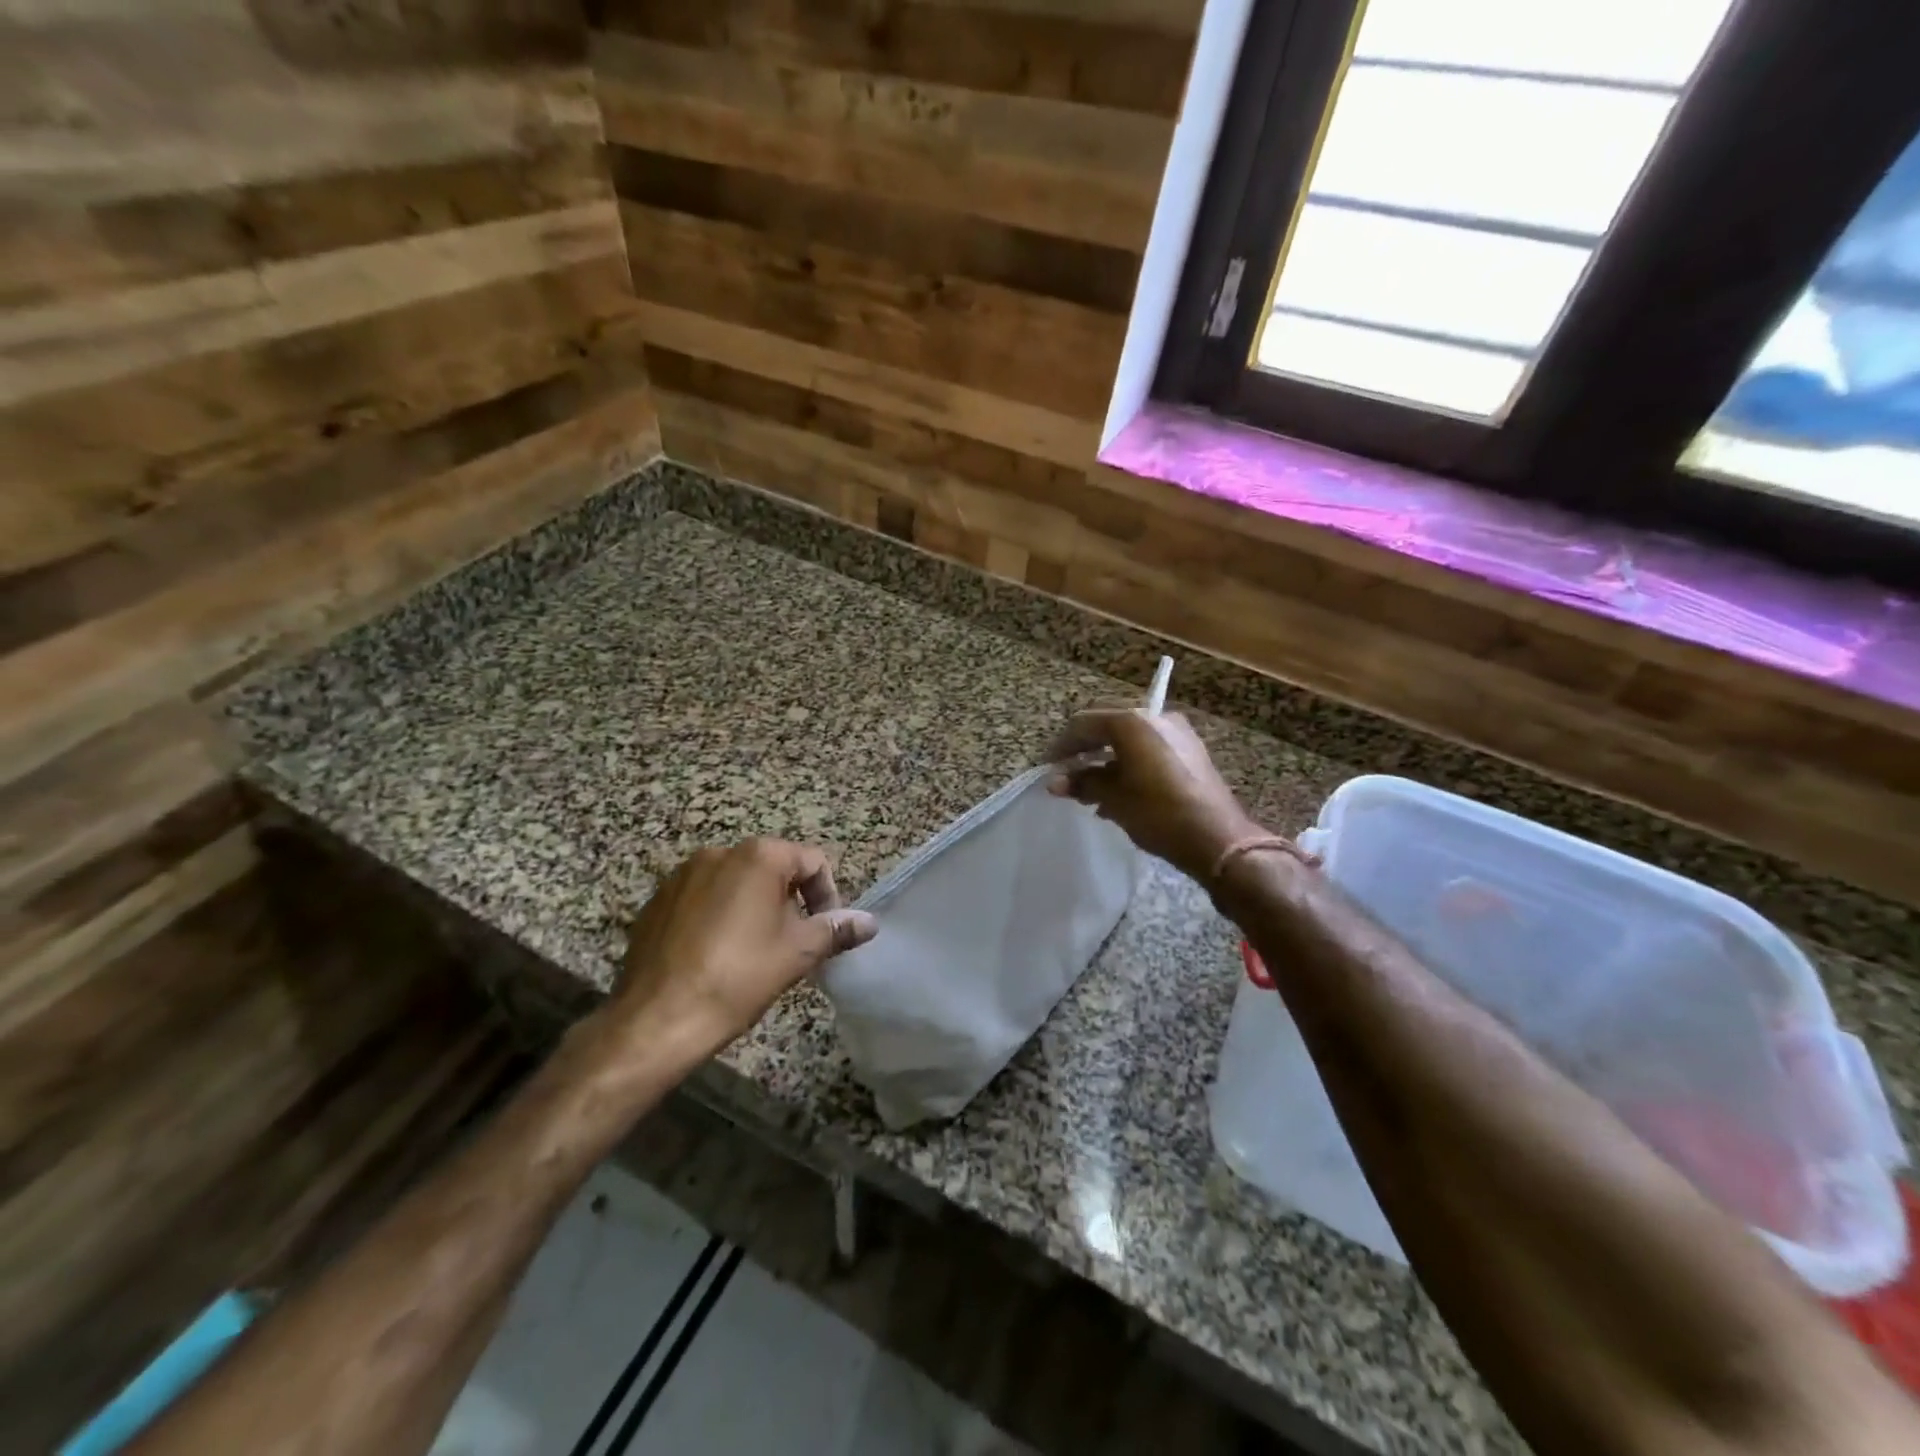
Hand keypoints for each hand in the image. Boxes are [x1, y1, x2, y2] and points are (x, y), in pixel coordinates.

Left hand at [611, 839, 877, 1057]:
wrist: (656, 1019)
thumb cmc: (738, 978)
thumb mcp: (797, 954)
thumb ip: (836, 930)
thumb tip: (869, 922)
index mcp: (759, 856)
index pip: (813, 862)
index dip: (827, 897)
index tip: (822, 936)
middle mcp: (719, 852)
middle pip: (773, 869)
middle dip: (789, 903)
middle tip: (790, 947)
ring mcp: (682, 875)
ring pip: (736, 884)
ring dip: (753, 909)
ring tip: (753, 954)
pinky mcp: (657, 901)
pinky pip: (702, 899)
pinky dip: (717, 918)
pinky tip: (714, 957)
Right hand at [1048, 710, 1260, 879]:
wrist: (1217, 839)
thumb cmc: (1159, 814)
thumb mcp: (1114, 799)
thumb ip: (1083, 783)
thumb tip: (1055, 782)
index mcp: (1133, 721)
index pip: (1085, 724)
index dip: (1062, 745)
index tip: (1048, 767)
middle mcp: (1155, 717)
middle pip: (1108, 725)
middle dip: (1085, 749)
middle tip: (1068, 774)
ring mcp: (1176, 732)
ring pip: (1129, 738)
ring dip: (1106, 758)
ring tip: (1089, 790)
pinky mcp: (1190, 751)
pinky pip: (1149, 749)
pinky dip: (1128, 763)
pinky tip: (1118, 791)